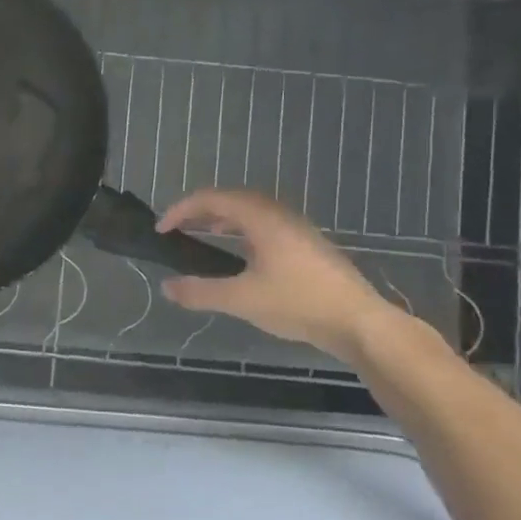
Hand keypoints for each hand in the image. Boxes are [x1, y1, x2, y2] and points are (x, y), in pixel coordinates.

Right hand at [156, 189, 395, 359]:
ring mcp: (295, 227)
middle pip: (230, 199)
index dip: (180, 210)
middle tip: (176, 229)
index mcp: (261, 217)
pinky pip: (263, 224)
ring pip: (249, 211)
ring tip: (201, 236)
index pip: (211, 199)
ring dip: (220, 219)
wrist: (359, 321)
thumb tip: (167, 287)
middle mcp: (278, 213)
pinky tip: (238, 254)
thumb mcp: (242, 299)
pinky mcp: (305, 243)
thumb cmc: (299, 303)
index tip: (161, 230)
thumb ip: (200, 292)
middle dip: (198, 211)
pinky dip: (240, 230)